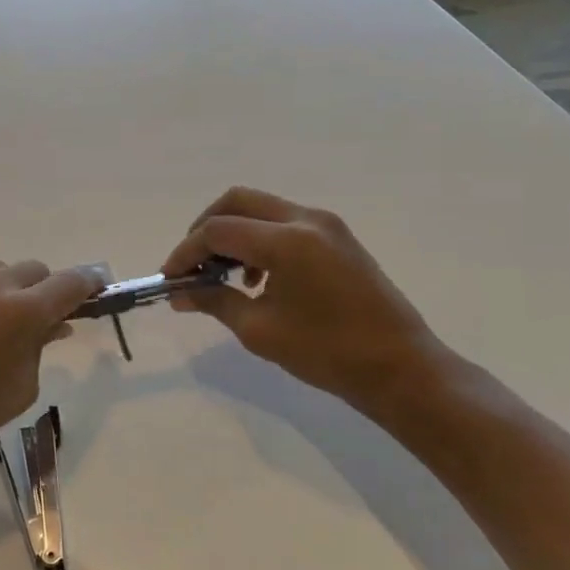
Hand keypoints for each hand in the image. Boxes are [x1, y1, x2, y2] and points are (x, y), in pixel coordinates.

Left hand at [0, 260, 102, 473]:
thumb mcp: (23, 386)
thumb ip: (41, 345)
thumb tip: (55, 323)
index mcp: (23, 312)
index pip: (70, 283)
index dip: (88, 284)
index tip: (96, 288)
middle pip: (35, 270)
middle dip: (44, 290)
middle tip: (40, 317)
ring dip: (6, 287)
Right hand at [162, 187, 452, 419]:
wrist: (399, 367)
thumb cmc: (326, 352)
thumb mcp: (259, 330)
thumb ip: (215, 301)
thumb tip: (180, 293)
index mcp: (286, 241)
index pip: (218, 230)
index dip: (186, 252)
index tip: (170, 278)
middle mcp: (306, 219)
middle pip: (238, 202)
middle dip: (206, 229)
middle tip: (191, 264)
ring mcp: (326, 225)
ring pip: (261, 209)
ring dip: (233, 232)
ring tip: (222, 275)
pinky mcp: (337, 237)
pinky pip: (284, 222)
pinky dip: (259, 239)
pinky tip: (257, 279)